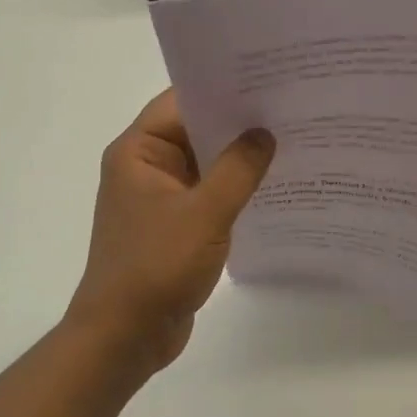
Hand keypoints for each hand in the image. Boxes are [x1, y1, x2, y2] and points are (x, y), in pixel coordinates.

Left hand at [68, 89, 274, 378]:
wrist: (124, 337)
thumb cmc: (156, 267)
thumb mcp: (205, 214)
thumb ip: (238, 169)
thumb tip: (265, 133)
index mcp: (139, 152)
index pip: (182, 102)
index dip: (222, 88)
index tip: (267, 78)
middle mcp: (146, 166)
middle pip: (196, 129)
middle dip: (239, 121)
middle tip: (290, 106)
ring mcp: (160, 196)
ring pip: (206, 162)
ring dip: (240, 156)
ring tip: (291, 138)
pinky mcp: (175, 223)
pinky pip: (209, 191)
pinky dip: (235, 186)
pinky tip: (273, 183)